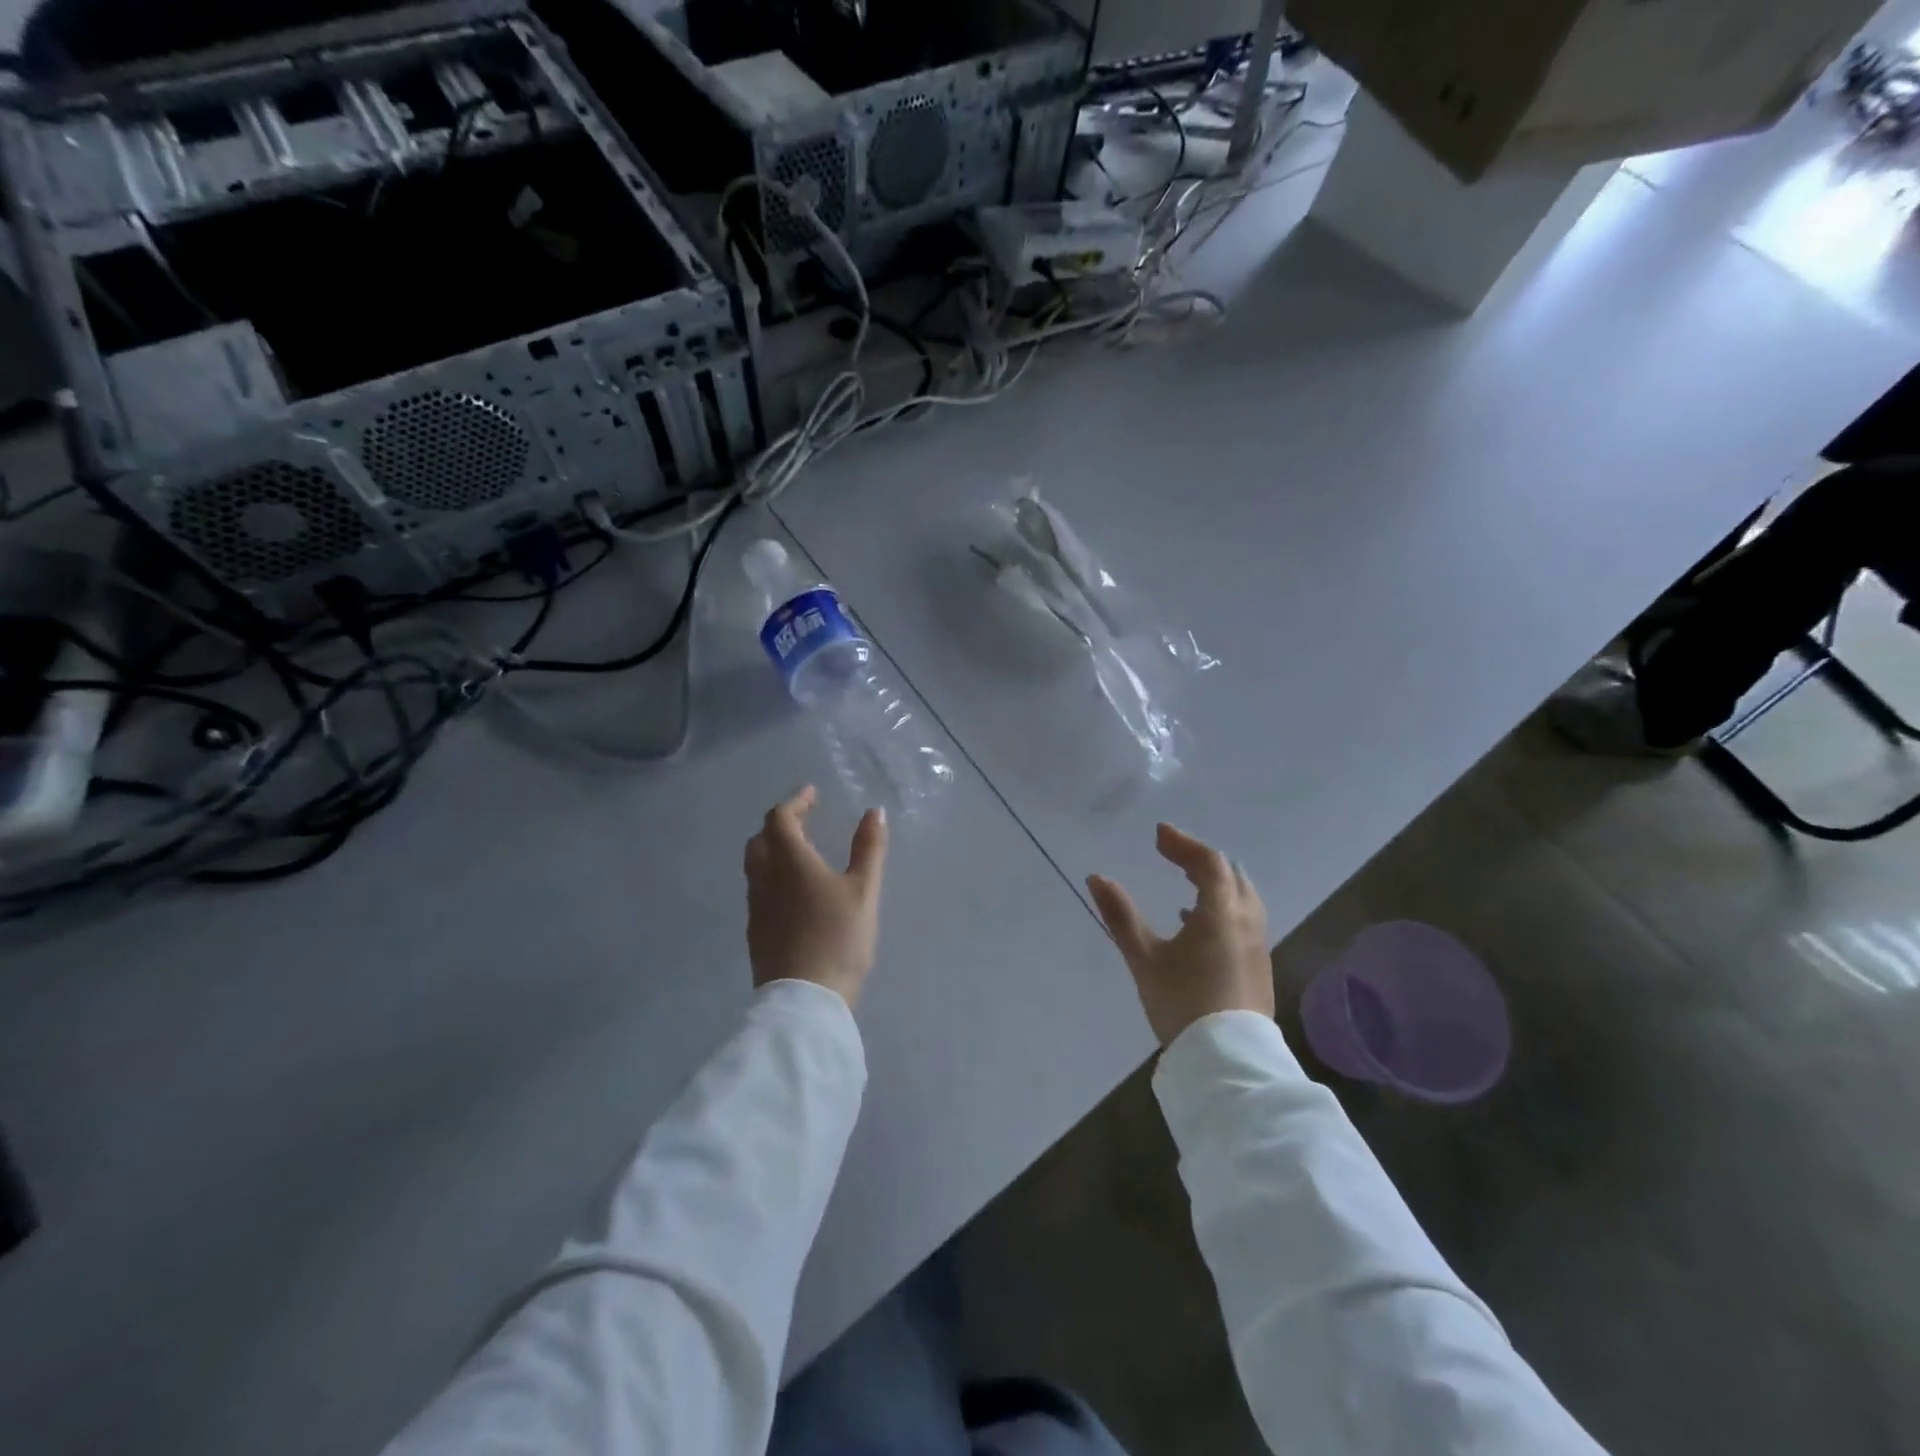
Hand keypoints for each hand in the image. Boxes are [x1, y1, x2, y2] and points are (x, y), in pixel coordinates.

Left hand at [745, 786, 888, 1006]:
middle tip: (806, 821)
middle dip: (781, 824)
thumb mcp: (864, 891)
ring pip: (756, 866)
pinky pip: (758, 890)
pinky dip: (773, 876)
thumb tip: (874, 811)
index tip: (812, 794)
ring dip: (773, 850)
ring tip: (801, 854)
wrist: (804, 1000)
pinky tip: (794, 893)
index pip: (780, 818)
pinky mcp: (756, 932)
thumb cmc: (838, 938)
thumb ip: (869, 848)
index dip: (795, 802)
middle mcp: (765, 878)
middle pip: (761, 839)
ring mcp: (756, 907)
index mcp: (790, 861)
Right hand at [1087, 824, 1273, 1045]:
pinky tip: (1197, 925)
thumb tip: (1097, 878)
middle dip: (1202, 859)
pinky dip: (1223, 906)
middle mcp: (1247, 922)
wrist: (1227, 1061)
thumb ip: (1120, 915)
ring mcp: (1257, 946)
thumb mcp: (1144, 958)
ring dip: (1216, 882)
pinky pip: (1244, 919)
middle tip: (1172, 854)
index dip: (1183, 844)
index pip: (1208, 862)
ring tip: (1187, 884)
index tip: (1158, 835)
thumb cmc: (1183, 1003)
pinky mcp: (1258, 967)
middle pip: (1231, 875)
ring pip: (1242, 897)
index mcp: (1221, 913)